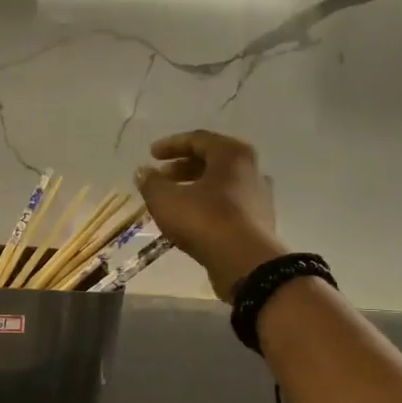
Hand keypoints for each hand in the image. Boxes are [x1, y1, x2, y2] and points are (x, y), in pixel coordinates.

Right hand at [136, 130, 286, 300]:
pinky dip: (207, 207)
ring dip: (195, 188)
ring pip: (221, 185)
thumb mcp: (166, 200)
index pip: (198, 139)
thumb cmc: (204, 221)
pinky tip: (190, 221)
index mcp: (232, 155)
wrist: (245, 263)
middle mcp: (251, 170)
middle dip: (182, 168)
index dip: (171, 145)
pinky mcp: (258, 222)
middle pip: (212, 161)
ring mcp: (258, 197)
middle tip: (160, 178)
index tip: (151, 155)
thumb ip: (151, 183)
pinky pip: (228, 206)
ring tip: (172, 201)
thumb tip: (143, 172)